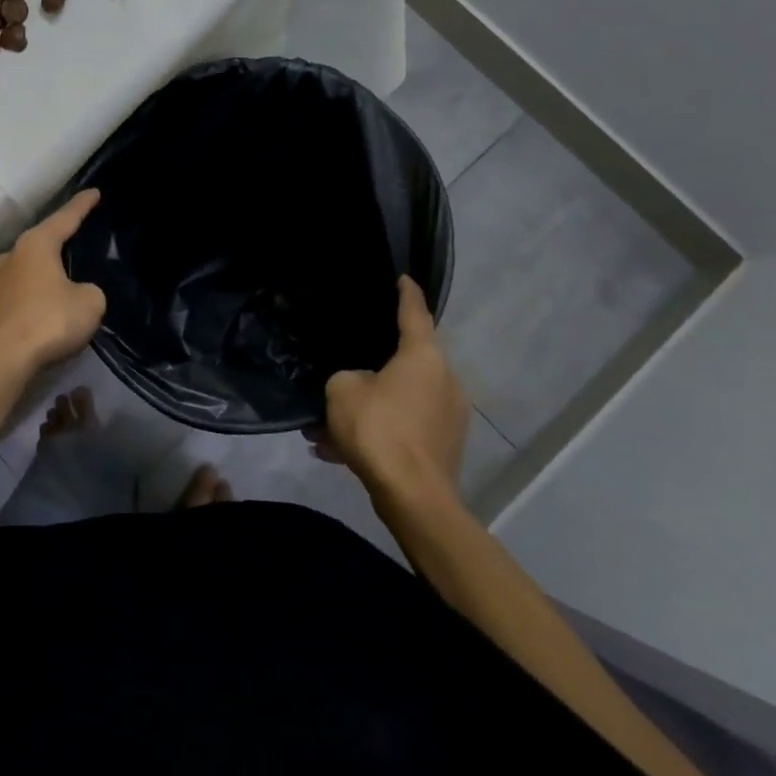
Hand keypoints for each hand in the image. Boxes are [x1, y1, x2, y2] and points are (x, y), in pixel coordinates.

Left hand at [0, 190, 106, 377]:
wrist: (2, 360)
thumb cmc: (49, 320)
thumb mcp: (90, 302)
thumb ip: (90, 290)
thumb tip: (78, 293)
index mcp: (36, 243)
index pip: (65, 217)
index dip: (82, 205)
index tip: (94, 192)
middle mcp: (12, 254)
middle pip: (42, 240)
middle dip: (61, 240)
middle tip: (80, 237)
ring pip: (29, 266)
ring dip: (46, 270)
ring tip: (65, 275)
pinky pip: (22, 290)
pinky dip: (36, 293)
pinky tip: (48, 303)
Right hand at [309, 276, 468, 501]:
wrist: (413, 497)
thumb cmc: (379, 429)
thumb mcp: (342, 390)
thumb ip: (346, 377)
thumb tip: (358, 386)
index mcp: (423, 357)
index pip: (415, 313)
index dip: (406, 294)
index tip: (403, 278)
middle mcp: (444, 380)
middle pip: (404, 363)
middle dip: (372, 370)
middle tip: (343, 374)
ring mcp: (448, 416)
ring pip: (399, 402)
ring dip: (368, 410)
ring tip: (327, 429)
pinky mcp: (443, 447)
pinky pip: (404, 429)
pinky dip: (378, 434)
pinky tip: (339, 453)